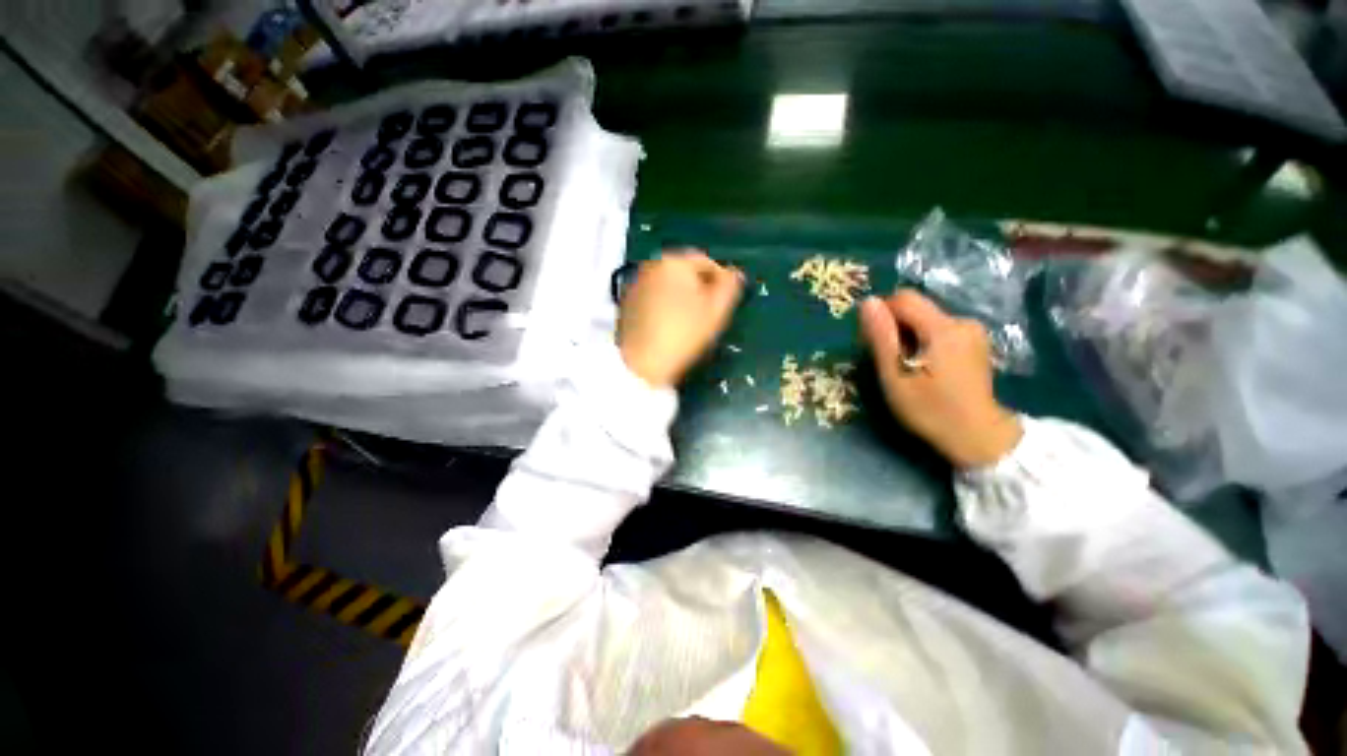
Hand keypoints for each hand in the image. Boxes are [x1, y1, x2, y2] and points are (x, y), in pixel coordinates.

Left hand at [618, 249, 744, 387]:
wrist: (641, 362)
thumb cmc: (683, 333)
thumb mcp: (716, 310)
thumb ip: (730, 285)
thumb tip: (734, 272)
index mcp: (674, 260)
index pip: (706, 262)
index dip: (720, 281)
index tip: (725, 303)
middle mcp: (651, 264)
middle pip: (684, 272)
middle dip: (699, 288)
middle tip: (709, 313)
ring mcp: (635, 283)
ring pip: (668, 284)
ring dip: (681, 296)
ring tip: (689, 321)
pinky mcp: (626, 302)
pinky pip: (653, 296)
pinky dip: (664, 305)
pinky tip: (668, 325)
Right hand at [859, 290, 1022, 468]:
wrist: (979, 437)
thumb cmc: (930, 410)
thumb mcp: (895, 377)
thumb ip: (881, 338)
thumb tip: (868, 301)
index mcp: (943, 328)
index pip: (903, 299)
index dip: (881, 313)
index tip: (873, 342)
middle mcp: (962, 321)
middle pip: (916, 309)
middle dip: (894, 327)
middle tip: (887, 360)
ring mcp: (972, 331)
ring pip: (926, 319)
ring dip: (908, 336)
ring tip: (905, 367)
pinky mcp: (975, 342)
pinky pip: (939, 329)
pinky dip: (923, 341)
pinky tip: (924, 367)